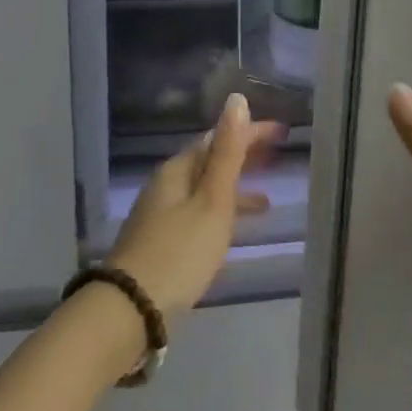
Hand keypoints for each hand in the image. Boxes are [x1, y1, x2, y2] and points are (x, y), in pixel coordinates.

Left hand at [109, 93, 285, 324]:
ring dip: (234, 188)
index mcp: (177, 170)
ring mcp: (161, 214)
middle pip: (209, 161)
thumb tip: (236, 100)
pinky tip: (231, 233)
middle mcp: (166, 185)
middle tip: (276, 155)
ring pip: (205, 189)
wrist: (130, 309)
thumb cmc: (180, 251)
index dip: (249, 132)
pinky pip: (199, 213)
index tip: (281, 132)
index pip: (217, 138)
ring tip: (265, 201)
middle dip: (242, 156)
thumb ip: (227, 153)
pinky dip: (221, 214)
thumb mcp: (212, 200)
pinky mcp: (161, 241)